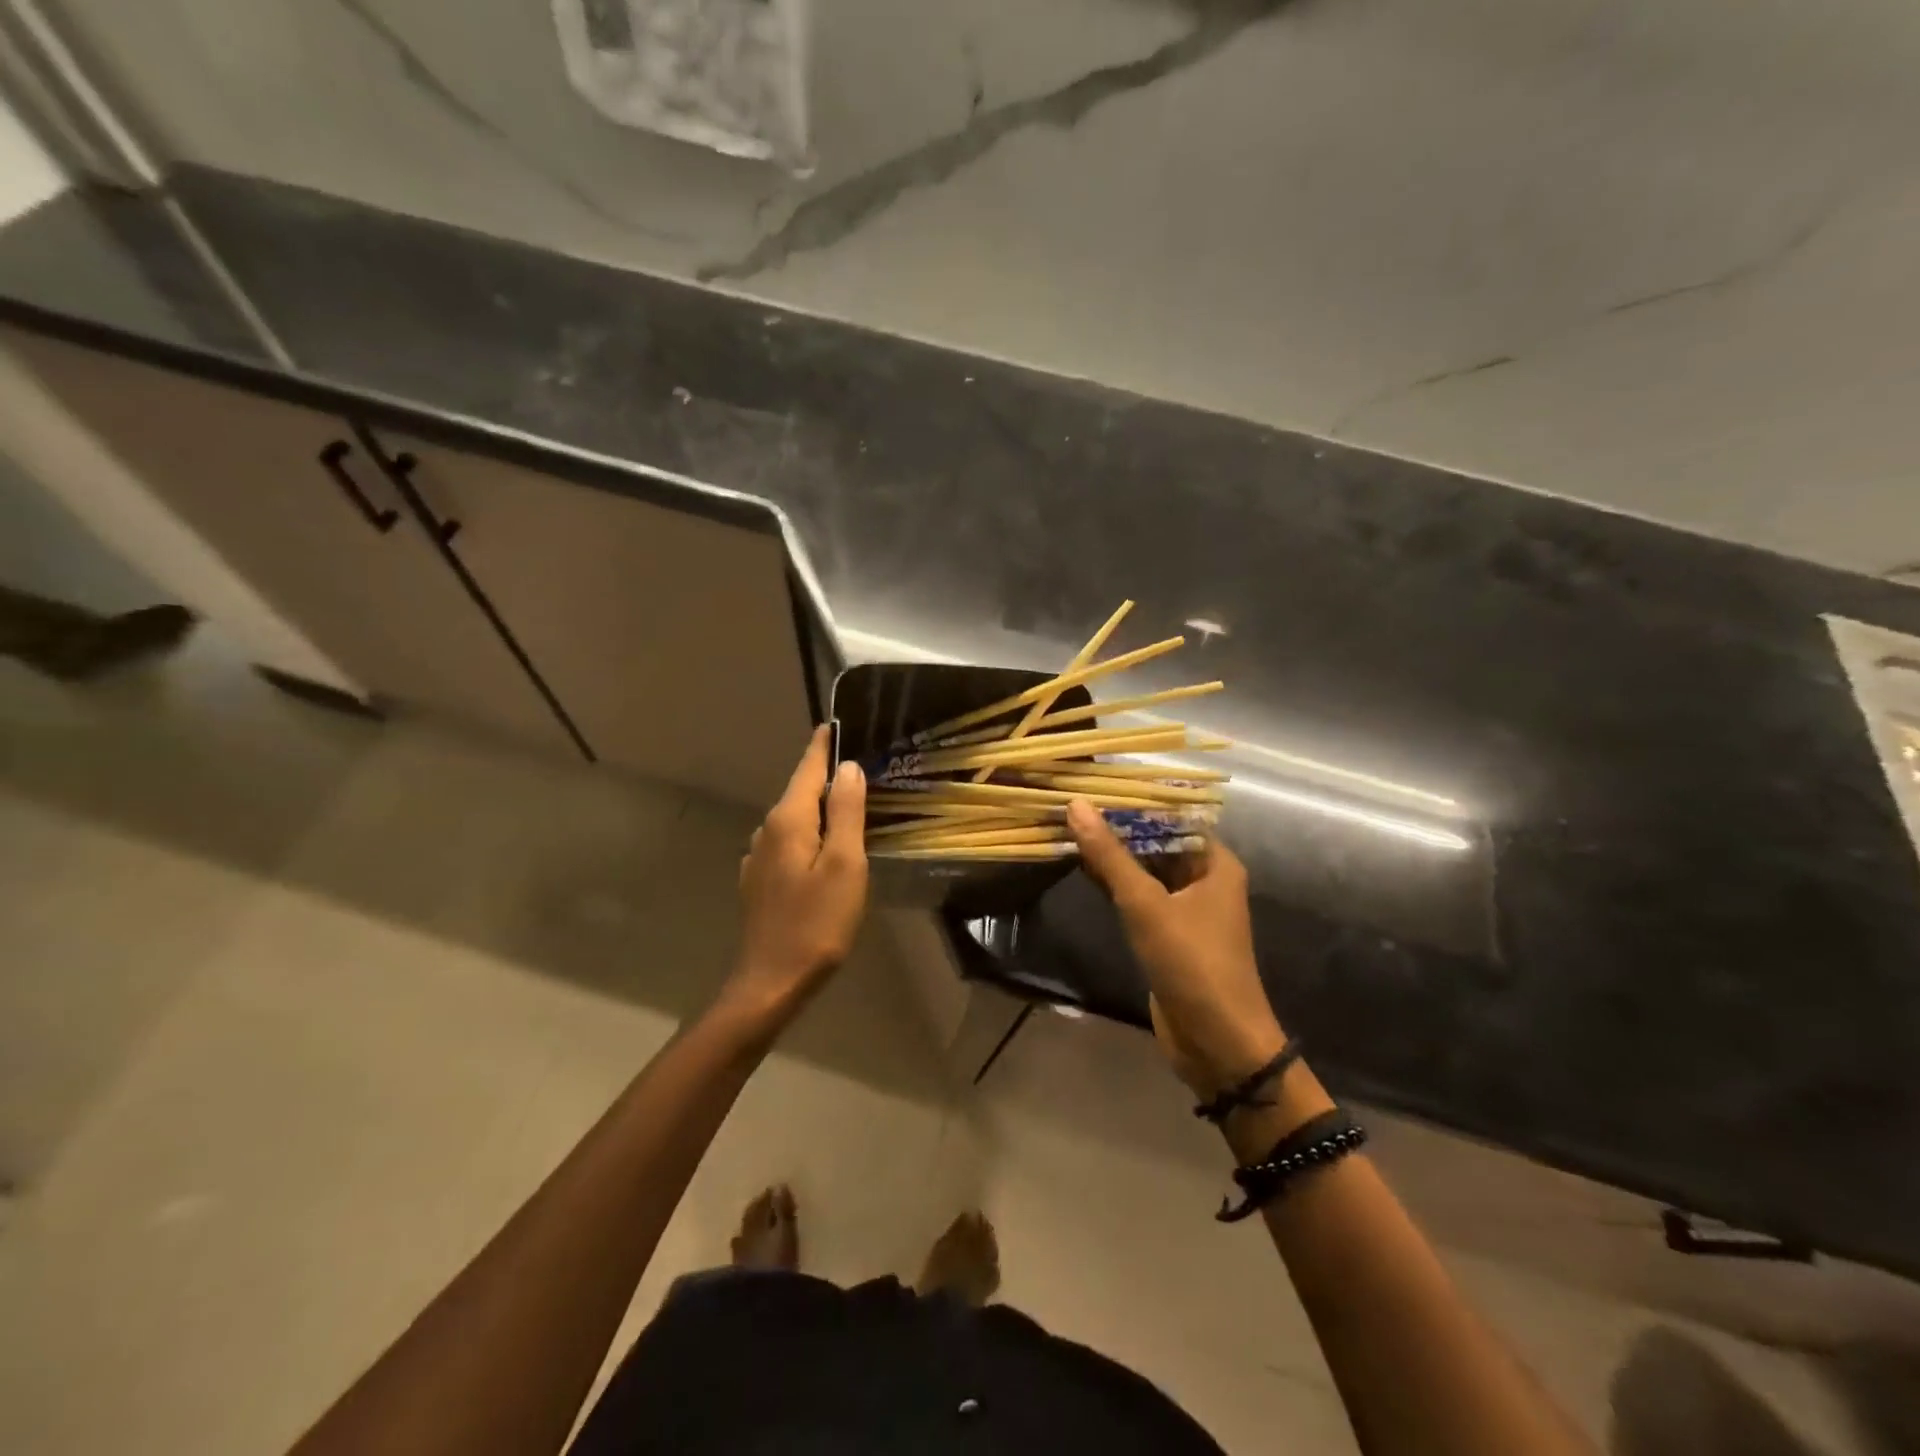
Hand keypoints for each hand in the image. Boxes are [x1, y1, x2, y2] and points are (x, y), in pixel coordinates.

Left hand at [724, 726, 868, 1028]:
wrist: (771, 982)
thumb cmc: (816, 922)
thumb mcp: (845, 864)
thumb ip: (846, 812)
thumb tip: (848, 768)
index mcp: (789, 819)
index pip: (808, 766)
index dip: (825, 744)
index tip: (838, 723)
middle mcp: (767, 830)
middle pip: (802, 791)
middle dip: (829, 777)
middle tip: (863, 768)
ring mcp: (759, 857)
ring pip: (796, 819)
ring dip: (821, 809)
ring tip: (852, 808)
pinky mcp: (760, 881)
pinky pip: (790, 843)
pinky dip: (810, 836)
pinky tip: (827, 851)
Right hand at [1067, 800, 1285, 1094]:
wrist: (1217, 1043)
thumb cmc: (1192, 964)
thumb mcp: (1147, 905)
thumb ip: (1111, 856)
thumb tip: (1077, 805)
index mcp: (1214, 864)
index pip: (1171, 817)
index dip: (1134, 801)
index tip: (1093, 784)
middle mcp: (1203, 880)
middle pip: (1156, 842)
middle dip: (1117, 827)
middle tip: (1071, 804)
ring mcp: (1185, 909)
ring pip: (1144, 871)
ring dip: (1112, 856)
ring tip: (1068, 827)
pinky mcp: (1167, 935)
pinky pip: (1138, 898)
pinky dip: (1113, 884)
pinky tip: (1081, 867)